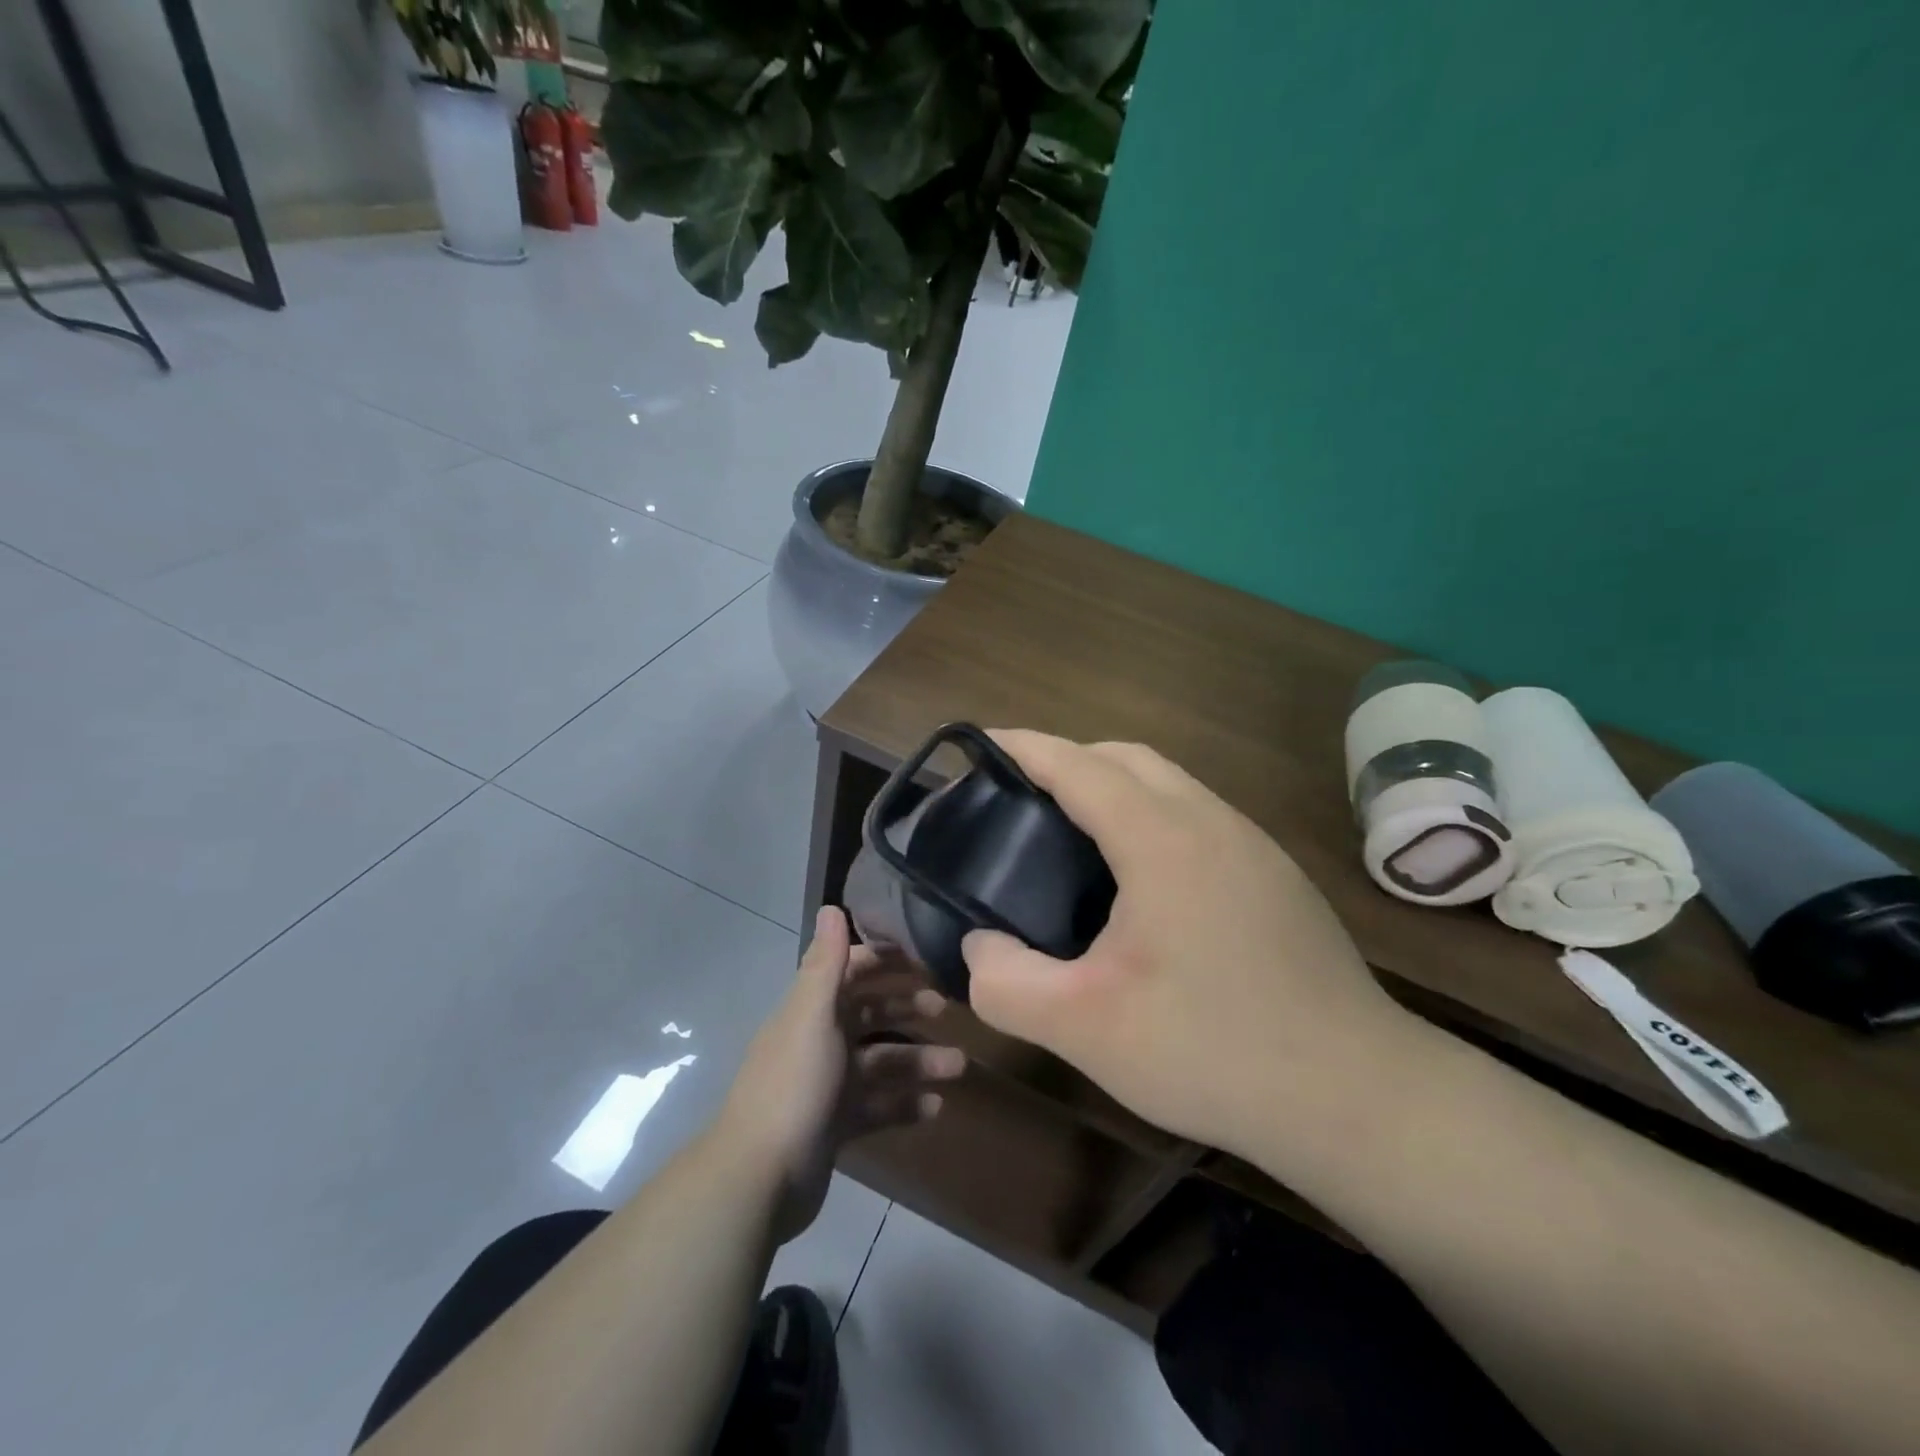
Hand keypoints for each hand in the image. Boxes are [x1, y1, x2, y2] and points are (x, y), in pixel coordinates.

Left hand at [718, 907, 964, 1242]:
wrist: (759, 1178)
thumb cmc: (794, 1085)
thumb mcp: (813, 1016)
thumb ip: (825, 963)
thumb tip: (832, 906)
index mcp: (811, 1010)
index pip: (849, 971)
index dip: (882, 960)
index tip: (921, 958)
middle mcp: (818, 1040)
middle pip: (869, 1014)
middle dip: (907, 1008)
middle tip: (948, 1008)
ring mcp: (827, 1085)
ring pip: (880, 1062)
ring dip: (918, 1061)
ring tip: (958, 1068)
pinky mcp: (835, 1126)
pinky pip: (878, 1106)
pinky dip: (905, 1104)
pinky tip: (935, 1108)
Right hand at [962, 731, 1418, 1165]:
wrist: (1359, 1097)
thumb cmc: (1213, 1050)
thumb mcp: (1085, 1028)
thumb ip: (1008, 983)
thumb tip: (979, 945)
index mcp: (1162, 838)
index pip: (1079, 765)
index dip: (1024, 748)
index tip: (980, 744)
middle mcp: (1212, 822)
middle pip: (1128, 757)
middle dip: (1068, 758)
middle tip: (1021, 797)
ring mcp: (1254, 847)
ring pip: (1171, 784)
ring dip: (1115, 785)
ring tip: (1073, 832)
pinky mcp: (1277, 877)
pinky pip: (1199, 816)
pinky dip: (1152, 815)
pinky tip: (1142, 880)